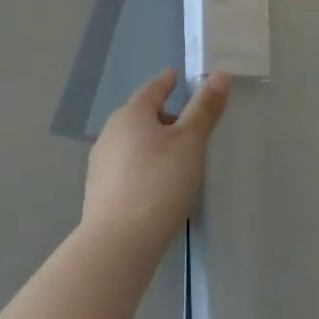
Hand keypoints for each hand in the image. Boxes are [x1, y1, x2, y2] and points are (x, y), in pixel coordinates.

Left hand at [83, 69, 229, 251]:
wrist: (117, 245)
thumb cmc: (158, 183)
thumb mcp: (189, 143)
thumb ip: (204, 108)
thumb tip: (220, 74)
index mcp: (132, 113)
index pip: (153, 88)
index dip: (168, 82)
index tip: (177, 77)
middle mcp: (111, 132)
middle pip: (142, 115)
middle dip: (164, 116)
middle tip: (189, 125)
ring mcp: (101, 163)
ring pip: (133, 142)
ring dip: (153, 144)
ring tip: (176, 158)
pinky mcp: (98, 192)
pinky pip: (126, 167)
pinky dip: (143, 166)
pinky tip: (156, 185)